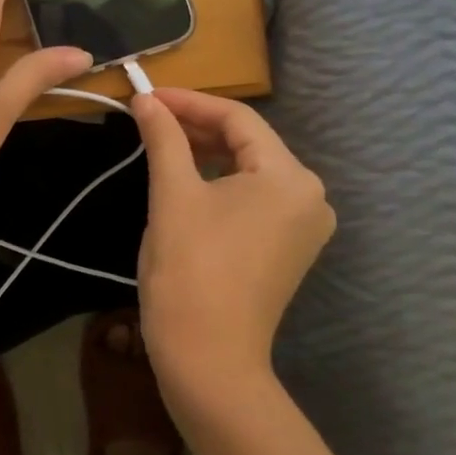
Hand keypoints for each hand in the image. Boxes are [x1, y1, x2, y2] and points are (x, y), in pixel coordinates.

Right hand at [130, 88, 334, 395]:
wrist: (208, 359)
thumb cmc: (189, 269)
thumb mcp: (172, 194)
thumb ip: (163, 137)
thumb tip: (145, 98)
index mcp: (290, 177)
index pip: (237, 119)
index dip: (188, 102)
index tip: (146, 95)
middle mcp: (309, 196)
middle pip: (248, 142)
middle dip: (197, 126)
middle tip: (148, 117)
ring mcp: (303, 225)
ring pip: (250, 170)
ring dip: (206, 152)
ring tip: (162, 141)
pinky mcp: (288, 247)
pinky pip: (254, 198)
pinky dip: (220, 182)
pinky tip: (187, 176)